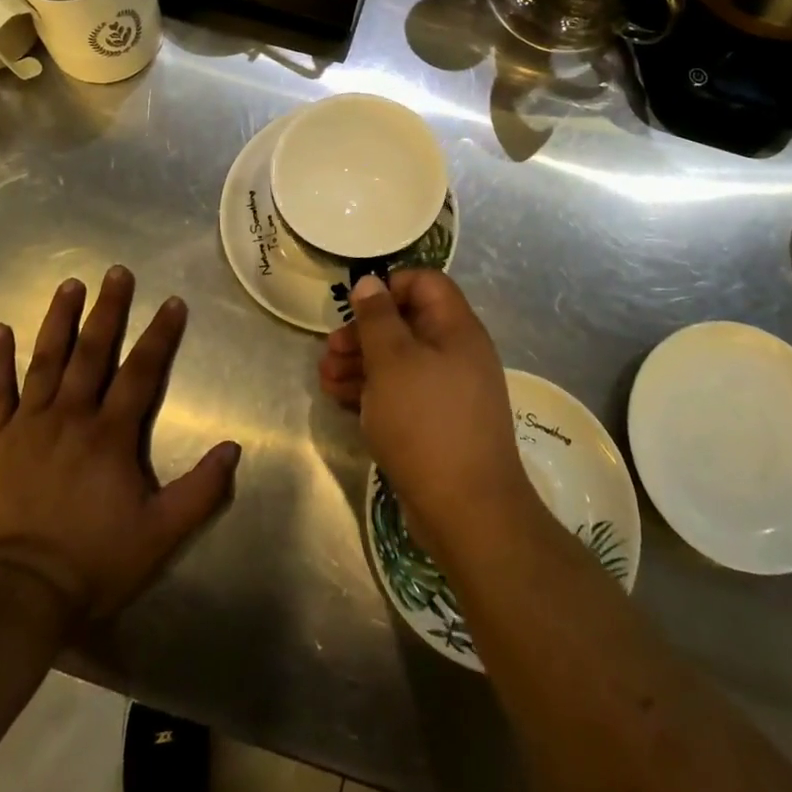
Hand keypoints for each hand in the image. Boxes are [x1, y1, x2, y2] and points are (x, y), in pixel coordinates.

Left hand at [0, 267, 239, 621]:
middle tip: (117, 272)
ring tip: (70, 284)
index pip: (142, 372)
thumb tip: (234, 447)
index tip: (172, 301)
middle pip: (93, 352)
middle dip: (108, 310)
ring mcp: (27, 427)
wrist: (13, 596)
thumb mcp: (160, 534)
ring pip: (46, 361)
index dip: (160, 335)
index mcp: (111, 435)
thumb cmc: (91, 563)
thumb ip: (200, 490)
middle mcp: (71, 417)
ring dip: (59, 320)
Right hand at [318, 270, 534, 559]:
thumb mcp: (392, 361)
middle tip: (330, 349)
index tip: (355, 305)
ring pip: (400, 361)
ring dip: (360, 364)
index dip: (390, 286)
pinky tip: (341, 399)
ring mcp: (448, 391)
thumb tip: (370, 281)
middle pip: (407, 324)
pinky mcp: (437, 423)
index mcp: (456, 329)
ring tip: (325, 377)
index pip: (426, 283)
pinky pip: (402, 393)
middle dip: (364, 333)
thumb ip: (377, 317)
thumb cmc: (425, 422)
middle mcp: (457, 353)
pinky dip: (372, 391)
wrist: (467, 510)